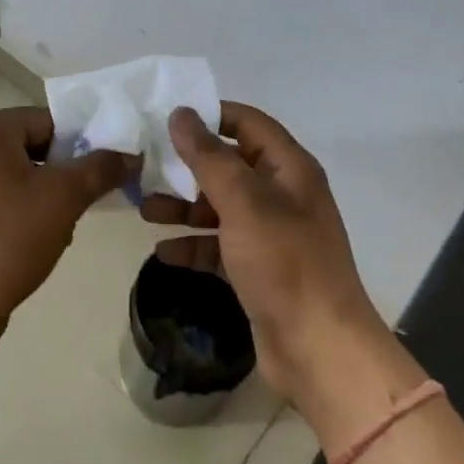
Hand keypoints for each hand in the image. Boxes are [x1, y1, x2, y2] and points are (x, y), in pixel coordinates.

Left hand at [0, 107, 136, 349]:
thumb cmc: (9, 238)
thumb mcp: (65, 197)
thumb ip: (100, 168)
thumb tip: (129, 155)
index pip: (44, 121)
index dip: (77, 145)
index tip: (96, 175)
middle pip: (25, 147)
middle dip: (57, 173)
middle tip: (78, 203)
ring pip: (6, 174)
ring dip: (36, 193)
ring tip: (55, 227)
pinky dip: (9, 210)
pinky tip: (25, 241)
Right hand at [146, 103, 395, 413]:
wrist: (319, 349)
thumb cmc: (284, 263)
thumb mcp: (244, 202)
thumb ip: (209, 157)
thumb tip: (181, 114)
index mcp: (289, 169)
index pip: (249, 123)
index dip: (212, 115)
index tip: (168, 118)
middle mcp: (282, 195)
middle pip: (230, 166)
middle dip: (188, 167)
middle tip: (145, 166)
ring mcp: (270, 234)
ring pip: (220, 207)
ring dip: (184, 207)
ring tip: (145, 210)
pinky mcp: (257, 269)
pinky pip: (219, 246)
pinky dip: (193, 245)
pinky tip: (162, 252)